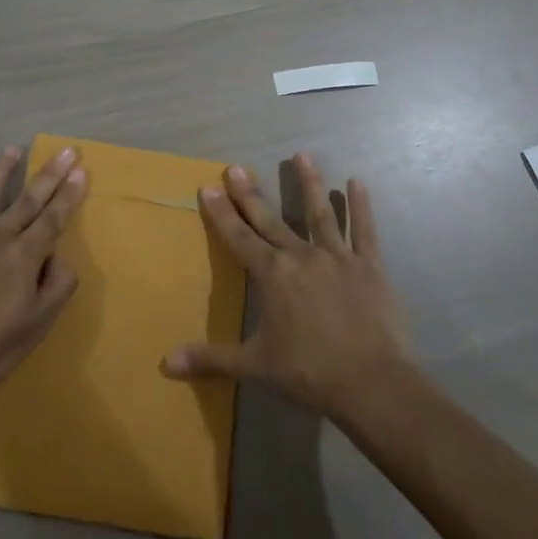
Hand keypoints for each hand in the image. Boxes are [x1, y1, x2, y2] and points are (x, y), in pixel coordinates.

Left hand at [0, 145, 86, 399]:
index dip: (69, 193)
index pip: (54, 217)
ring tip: (13, 149)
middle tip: (66, 150)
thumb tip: (62, 255)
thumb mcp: (39, 324)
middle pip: (28, 199)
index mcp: (25, 256)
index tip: (81, 170)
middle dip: (50, 174)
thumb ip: (58, 285)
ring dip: (2, 169)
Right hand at [163, 155, 413, 421]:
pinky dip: (360, 206)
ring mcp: (336, 257)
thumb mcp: (255, 366)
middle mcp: (300, 256)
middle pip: (270, 218)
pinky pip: (363, 230)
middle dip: (251, 193)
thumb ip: (211, 359)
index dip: (221, 212)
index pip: (238, 237)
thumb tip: (166, 363)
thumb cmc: (309, 373)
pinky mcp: (369, 266)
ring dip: (309, 183)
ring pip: (319, 213)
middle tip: (237, 167)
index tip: (208, 187)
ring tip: (302, 155)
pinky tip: (357, 183)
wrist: (371, 383)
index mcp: (271, 275)